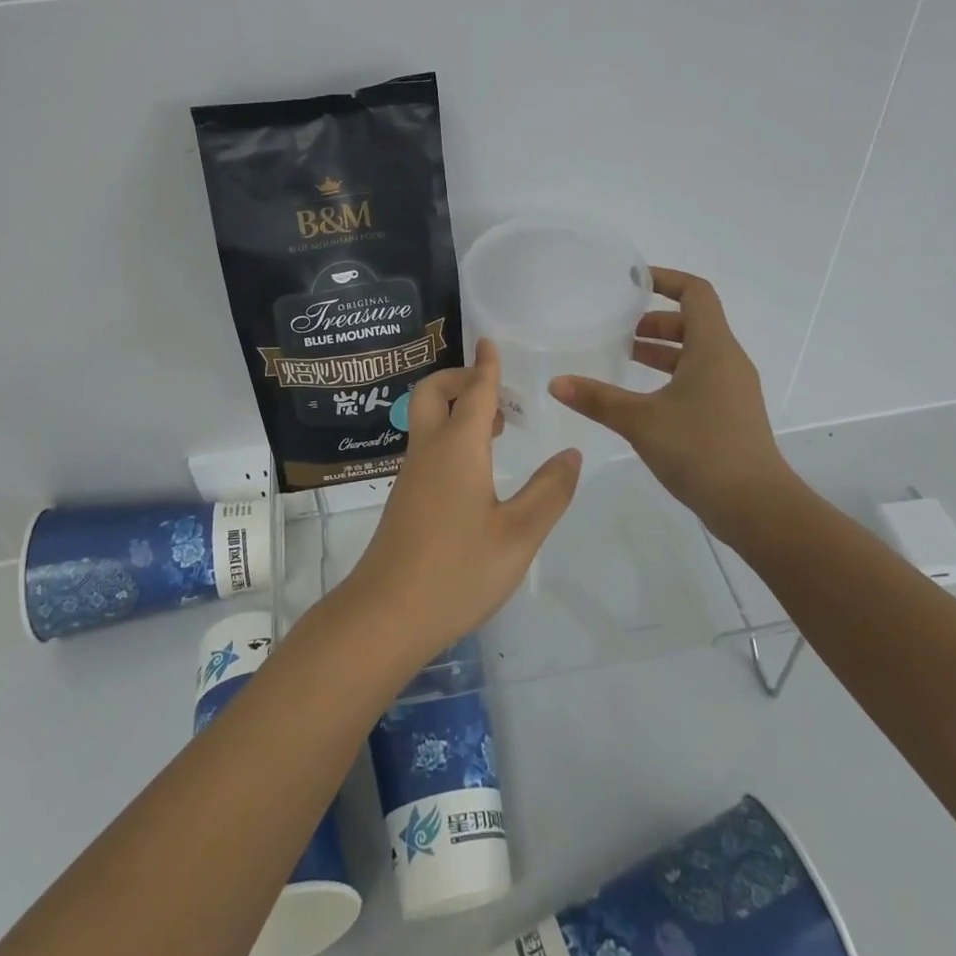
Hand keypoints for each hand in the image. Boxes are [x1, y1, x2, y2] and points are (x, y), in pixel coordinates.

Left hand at [339, 340, 581, 665]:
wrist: (386, 614)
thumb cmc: (458, 571)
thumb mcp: (519, 535)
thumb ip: (548, 492)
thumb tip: (570, 454)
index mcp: (458, 448)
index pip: (475, 392)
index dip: (486, 366)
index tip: (488, 341)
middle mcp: (429, 451)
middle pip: (433, 394)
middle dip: (460, 379)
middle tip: (495, 392)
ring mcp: (411, 475)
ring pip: (427, 420)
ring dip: (456, 409)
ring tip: (495, 427)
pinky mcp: (405, 499)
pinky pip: (427, 446)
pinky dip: (450, 436)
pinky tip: (475, 470)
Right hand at [549, 267, 785, 540]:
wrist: (756, 507)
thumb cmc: (701, 449)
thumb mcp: (641, 420)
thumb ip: (597, 399)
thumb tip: (556, 383)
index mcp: (713, 348)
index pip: (696, 293)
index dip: (666, 280)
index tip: (633, 283)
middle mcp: (728, 361)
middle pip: (694, 323)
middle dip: (656, 320)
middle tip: (620, 329)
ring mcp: (733, 390)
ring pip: (697, 354)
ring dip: (662, 351)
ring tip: (625, 359)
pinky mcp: (731, 415)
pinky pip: (700, 379)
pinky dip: (672, 376)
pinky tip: (644, 400)